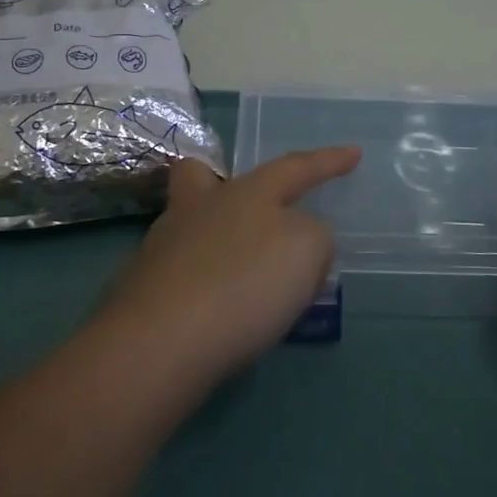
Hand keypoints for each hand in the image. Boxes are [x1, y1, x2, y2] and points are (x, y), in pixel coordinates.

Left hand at [99, 146, 360, 381]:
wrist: (161, 343)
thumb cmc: (244, 283)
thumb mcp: (307, 251)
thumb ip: (313, 237)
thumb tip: (297, 238)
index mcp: (247, 192)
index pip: (295, 167)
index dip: (328, 161)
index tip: (354, 152)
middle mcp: (199, 209)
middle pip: (200, 176)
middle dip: (216, 180)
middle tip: (240, 204)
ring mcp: (163, 247)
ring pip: (187, 226)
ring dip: (215, 242)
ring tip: (247, 281)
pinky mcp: (142, 290)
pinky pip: (180, 274)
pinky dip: (201, 286)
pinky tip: (220, 315)